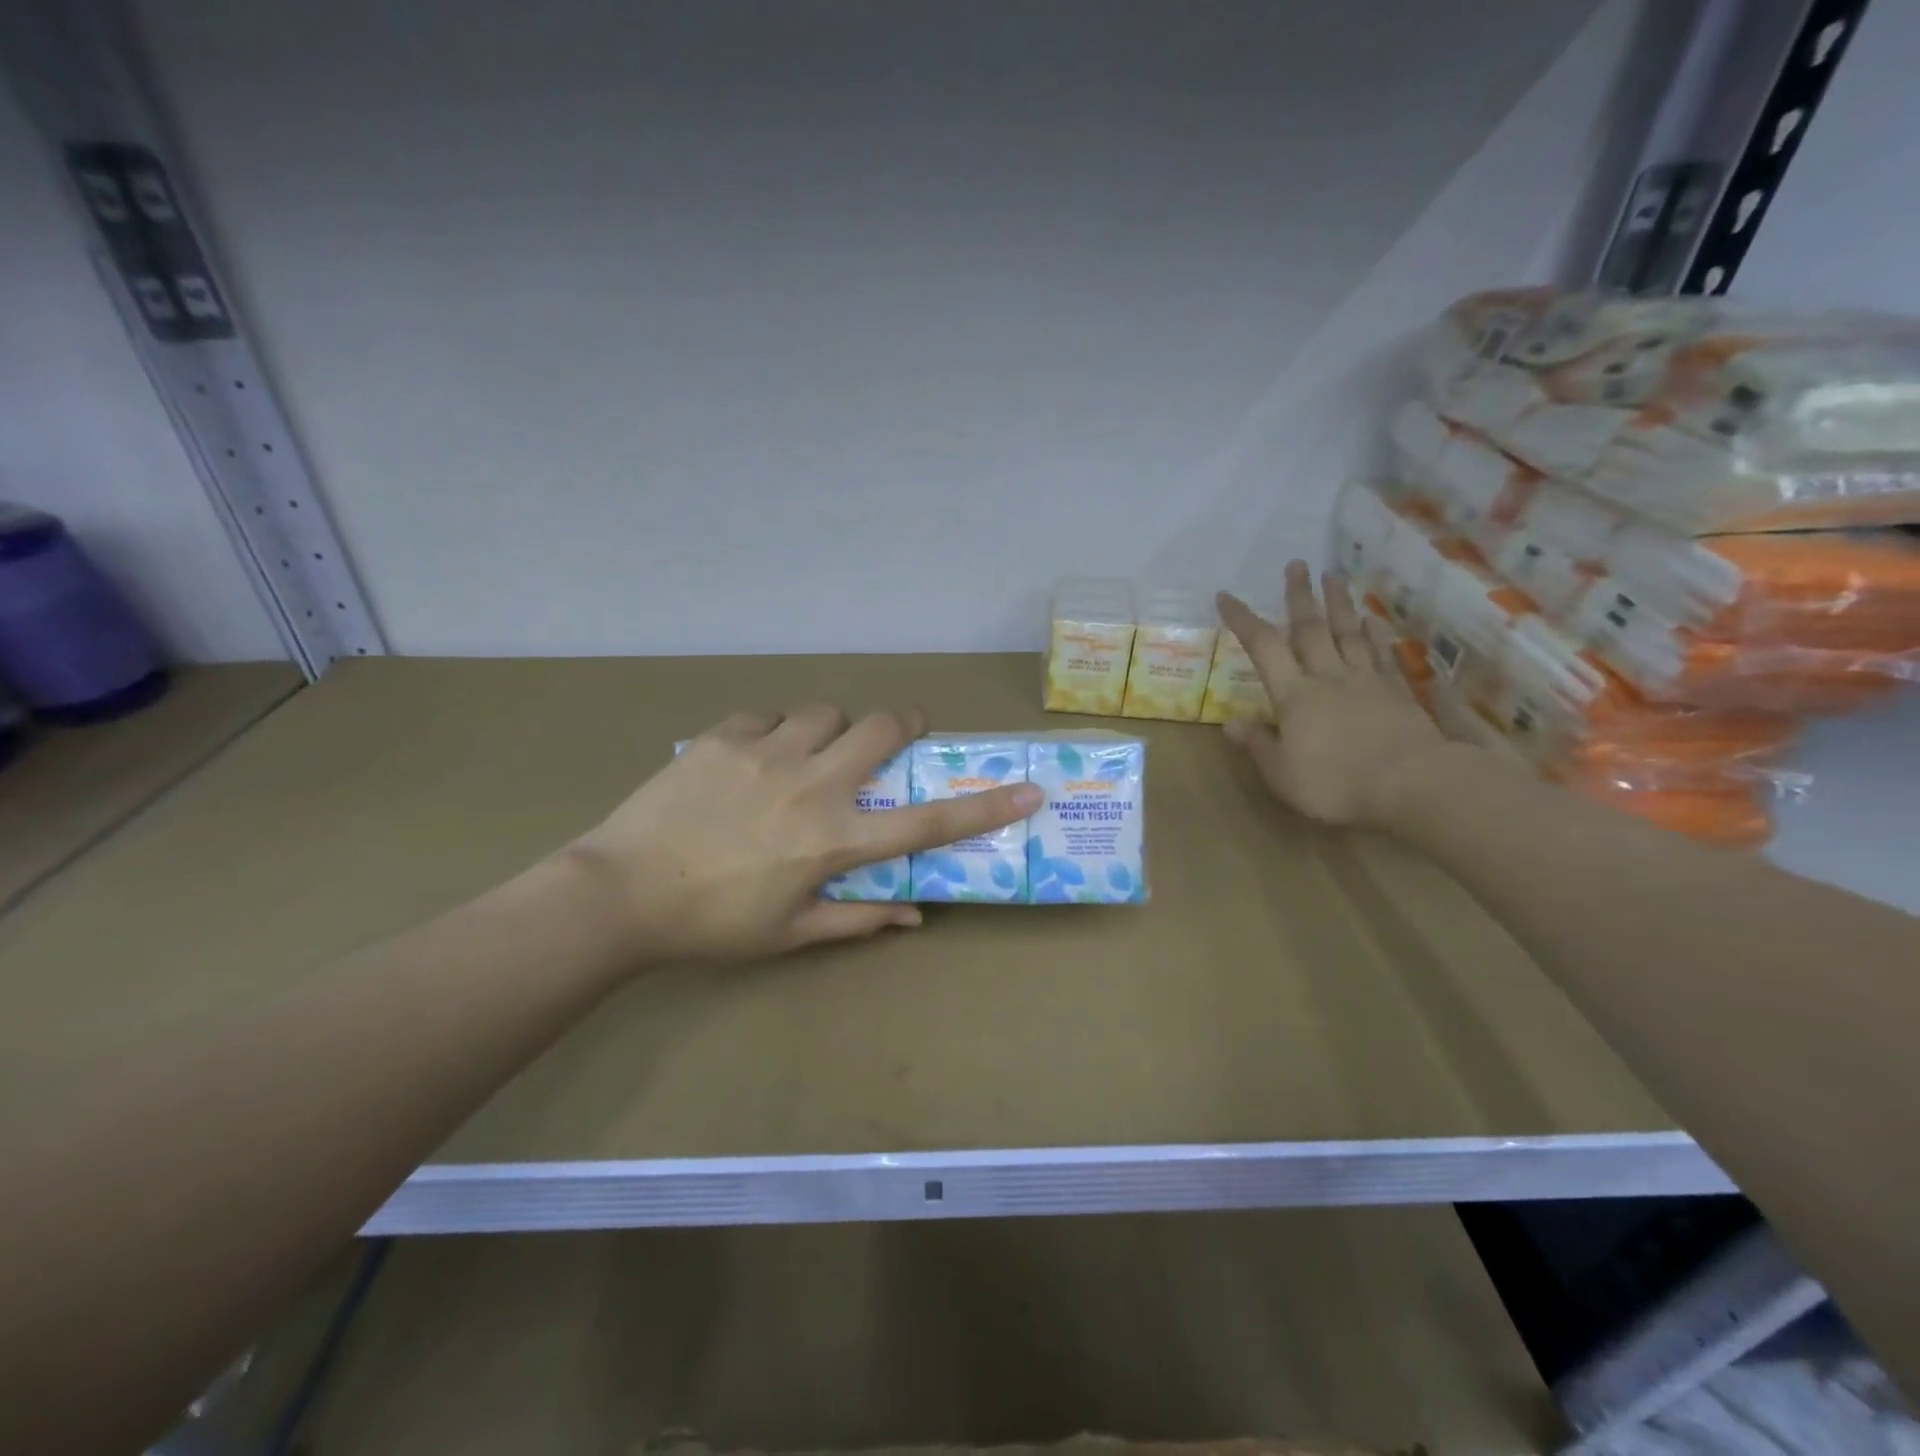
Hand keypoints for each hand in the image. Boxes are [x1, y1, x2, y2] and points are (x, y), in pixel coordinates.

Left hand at [565, 705, 1039, 963]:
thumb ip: (858, 919)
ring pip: (825, 712)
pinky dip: (774, 731)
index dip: (985, 807)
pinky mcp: (724, 736)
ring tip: (811, 752)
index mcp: (834, 840)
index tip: (1030, 790)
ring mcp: (766, 752)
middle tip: (897, 734)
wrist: (620, 893)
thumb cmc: (713, 924)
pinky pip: (767, 715)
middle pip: (881, 728)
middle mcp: (811, 785)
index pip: (928, 824)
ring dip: (831, 728)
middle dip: (903, 723)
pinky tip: (754, 757)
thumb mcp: (791, 933)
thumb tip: (915, 914)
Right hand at [1217, 562, 1454, 827]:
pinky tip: (1374, 621)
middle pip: (1311, 629)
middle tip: (1297, 563)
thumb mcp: (1282, 774)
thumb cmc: (1336, 783)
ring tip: (1334, 575)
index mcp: (1294, 695)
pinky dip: (1377, 635)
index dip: (1243, 619)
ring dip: (1339, 604)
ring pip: (1349, 633)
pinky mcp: (1398, 693)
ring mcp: (1367, 682)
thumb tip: (1230, 723)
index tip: (1226, 595)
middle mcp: (1328, 677)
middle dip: (1300, 596)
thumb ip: (1258, 745)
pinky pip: (1383, 655)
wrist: (1414, 784)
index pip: (1264, 648)